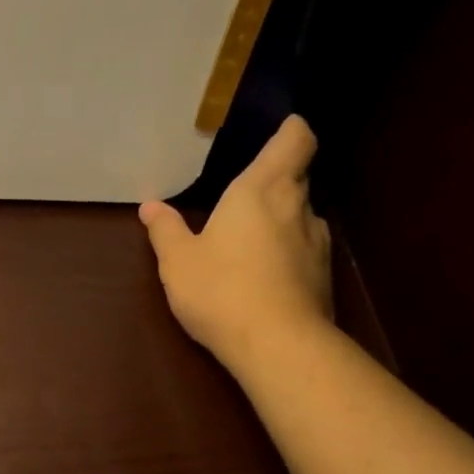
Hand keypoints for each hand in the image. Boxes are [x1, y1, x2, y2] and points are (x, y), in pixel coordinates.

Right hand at [138, 115, 332, 372]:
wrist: (278, 345)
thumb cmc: (221, 290)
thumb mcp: (178, 261)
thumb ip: (165, 230)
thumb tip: (150, 207)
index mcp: (260, 190)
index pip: (295, 140)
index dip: (291, 130)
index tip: (281, 128)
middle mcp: (297, 207)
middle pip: (298, 176)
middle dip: (276, 179)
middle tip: (245, 192)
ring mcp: (317, 242)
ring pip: (302, 215)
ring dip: (282, 218)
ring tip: (252, 237)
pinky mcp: (323, 277)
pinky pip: (305, 250)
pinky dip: (288, 252)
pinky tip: (264, 274)